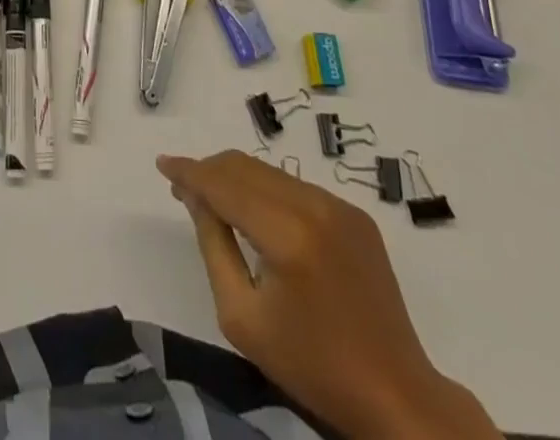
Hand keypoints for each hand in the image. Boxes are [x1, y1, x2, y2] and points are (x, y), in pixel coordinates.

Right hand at [157, 151, 496, 439]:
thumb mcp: (242, 316)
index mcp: (287, 234)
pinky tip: (258, 216)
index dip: (189, 171)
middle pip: (245, 167)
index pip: (224, 185)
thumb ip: (214, 245)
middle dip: (209, 171)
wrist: (396, 396)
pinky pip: (295, 187)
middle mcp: (314, 205)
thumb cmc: (312, 366)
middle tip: (183, 189)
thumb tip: (196, 196)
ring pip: (269, 173)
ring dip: (237, 179)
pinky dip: (267, 192)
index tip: (162, 164)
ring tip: (215, 201)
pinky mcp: (355, 215)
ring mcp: (339, 206)